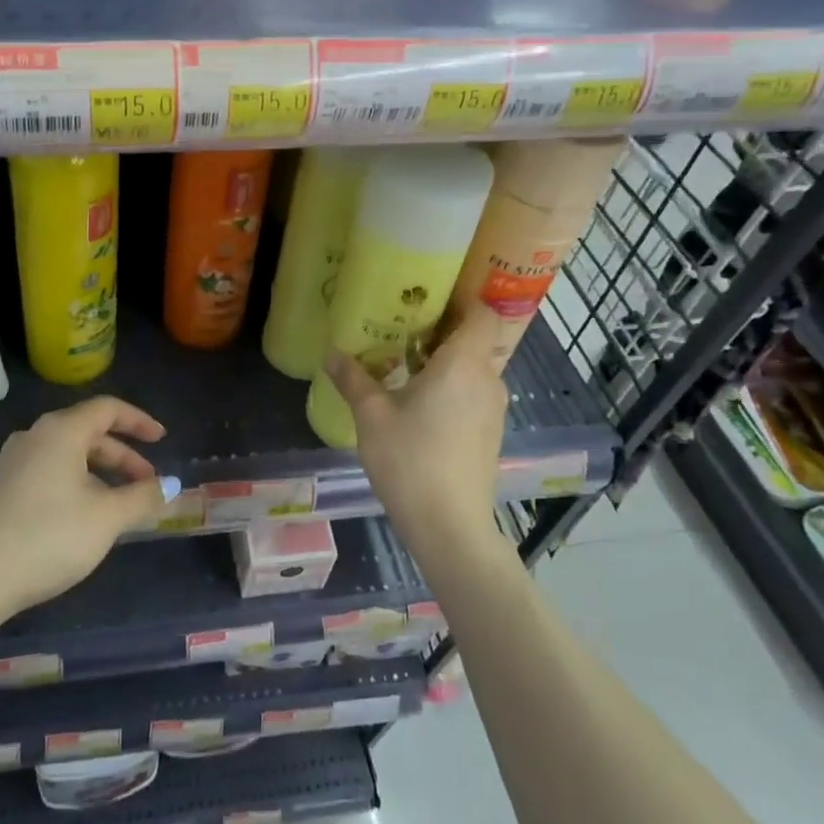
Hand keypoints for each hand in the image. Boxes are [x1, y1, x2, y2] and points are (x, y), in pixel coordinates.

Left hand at [0, 397, 178, 617]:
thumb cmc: (48, 536)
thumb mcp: (106, 518)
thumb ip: (142, 497)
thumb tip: (171, 485)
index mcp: (61, 431)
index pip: (108, 409)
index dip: (139, 421)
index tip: (162, 440)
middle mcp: (34, 436)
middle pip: (89, 433)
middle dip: (123, 457)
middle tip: (147, 485)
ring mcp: (12, 462)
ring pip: (68, 456)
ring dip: (100, 474)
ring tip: (119, 507)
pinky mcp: (0, 488)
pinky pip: (48, 472)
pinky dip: (75, 484)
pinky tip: (82, 518)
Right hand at [324, 309, 507, 553]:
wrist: (450, 527)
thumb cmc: (410, 460)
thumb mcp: (371, 415)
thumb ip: (353, 378)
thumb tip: (331, 352)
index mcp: (463, 365)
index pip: (482, 314)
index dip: (463, 299)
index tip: (430, 295)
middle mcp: (487, 380)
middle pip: (474, 339)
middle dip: (441, 330)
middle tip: (402, 325)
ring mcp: (492, 409)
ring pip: (473, 368)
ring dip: (443, 361)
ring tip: (403, 362)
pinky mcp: (489, 433)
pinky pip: (472, 392)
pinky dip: (450, 386)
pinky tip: (417, 401)